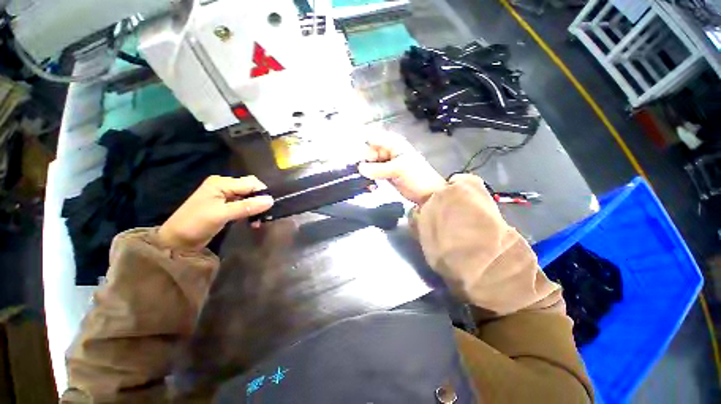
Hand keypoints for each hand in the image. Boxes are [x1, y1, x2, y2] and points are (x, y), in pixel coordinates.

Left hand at [157, 175, 273, 250]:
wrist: (177, 239)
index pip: (249, 182)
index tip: (273, 208)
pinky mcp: (218, 209)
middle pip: (246, 188)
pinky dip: (244, 212)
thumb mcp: (221, 215)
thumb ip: (245, 207)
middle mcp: (221, 186)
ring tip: (258, 223)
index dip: (262, 192)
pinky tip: (249, 222)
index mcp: (221, 182)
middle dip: (257, 200)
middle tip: (266, 218)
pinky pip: (236, 206)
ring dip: (251, 208)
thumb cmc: (197, 223)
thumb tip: (270, 200)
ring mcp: (219, 197)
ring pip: (242, 198)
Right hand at [358, 132, 446, 204]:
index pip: (371, 138)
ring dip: (365, 172)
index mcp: (392, 143)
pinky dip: (369, 178)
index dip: (362, 146)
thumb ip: (377, 168)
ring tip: (367, 182)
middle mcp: (387, 150)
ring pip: (368, 163)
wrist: (430, 194)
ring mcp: (386, 162)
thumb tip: (359, 168)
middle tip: (361, 173)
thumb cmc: (418, 177)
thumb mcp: (398, 170)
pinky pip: (372, 173)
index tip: (355, 159)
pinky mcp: (385, 174)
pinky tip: (371, 187)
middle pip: (367, 151)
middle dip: (363, 161)